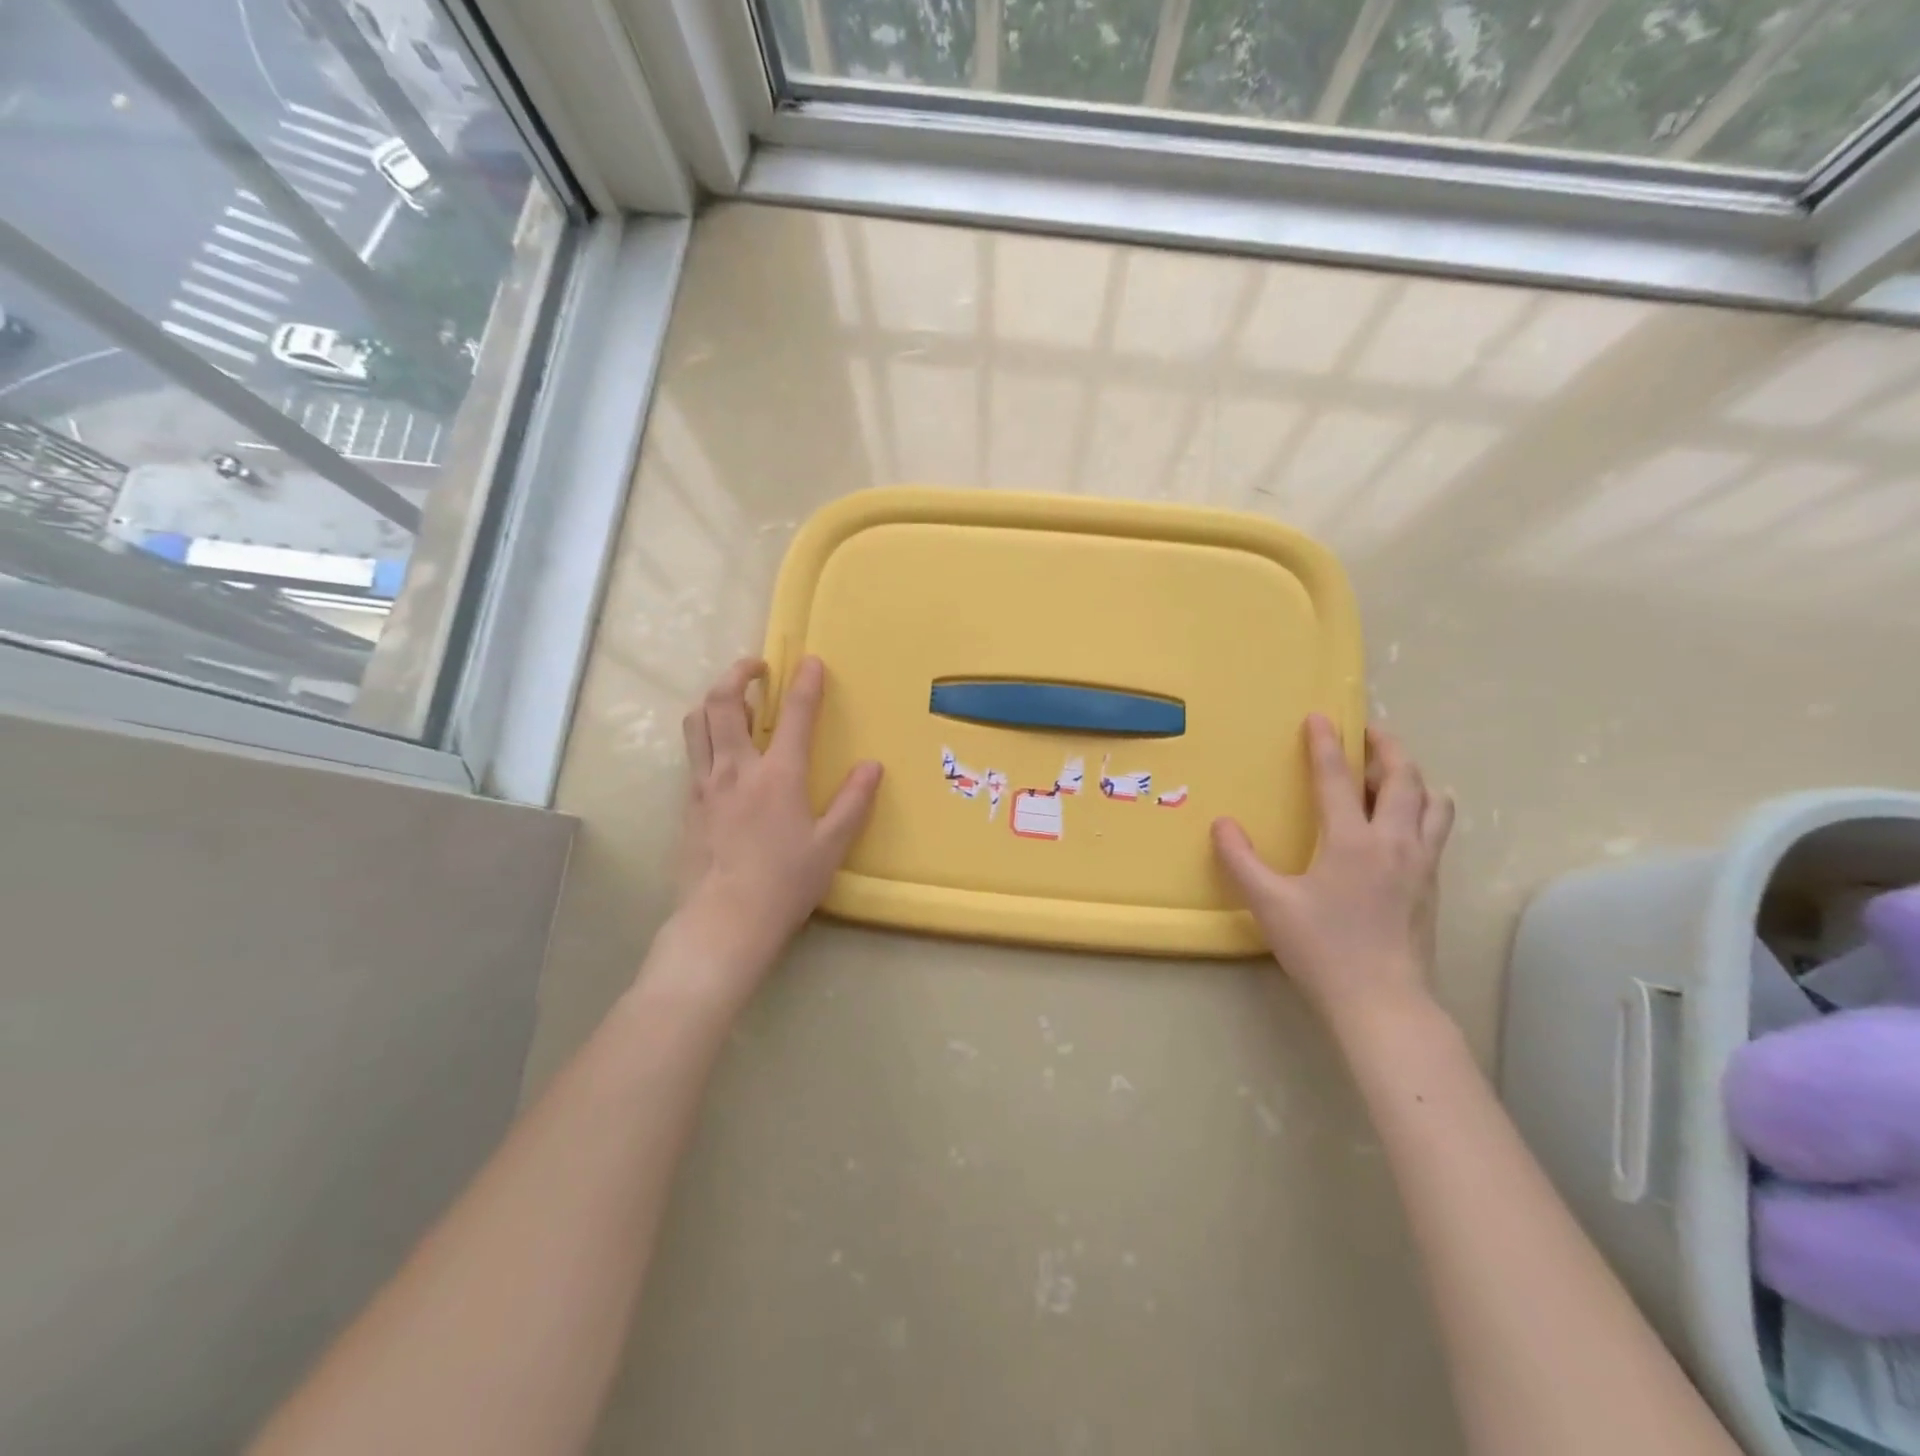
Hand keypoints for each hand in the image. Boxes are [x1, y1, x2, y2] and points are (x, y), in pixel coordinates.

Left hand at [675, 656, 881, 974]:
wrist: (724, 921)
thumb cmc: (784, 884)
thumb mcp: (830, 846)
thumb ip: (853, 802)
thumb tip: (872, 766)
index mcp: (778, 776)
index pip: (795, 716)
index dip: (806, 684)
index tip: (811, 661)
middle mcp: (736, 769)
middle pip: (724, 703)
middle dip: (738, 674)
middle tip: (755, 667)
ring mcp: (705, 785)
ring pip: (697, 723)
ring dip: (713, 699)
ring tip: (733, 700)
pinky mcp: (688, 804)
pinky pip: (692, 754)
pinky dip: (705, 735)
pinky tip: (720, 751)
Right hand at [1211, 715, 1453, 1029]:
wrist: (1384, 1003)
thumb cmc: (1323, 949)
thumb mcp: (1269, 904)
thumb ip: (1241, 861)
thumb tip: (1222, 825)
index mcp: (1352, 841)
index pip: (1337, 779)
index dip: (1326, 744)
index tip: (1320, 717)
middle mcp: (1394, 842)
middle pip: (1403, 780)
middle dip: (1388, 749)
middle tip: (1372, 733)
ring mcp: (1420, 864)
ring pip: (1432, 804)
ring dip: (1415, 778)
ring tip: (1398, 773)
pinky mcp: (1431, 887)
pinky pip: (1438, 831)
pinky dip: (1427, 810)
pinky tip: (1411, 822)